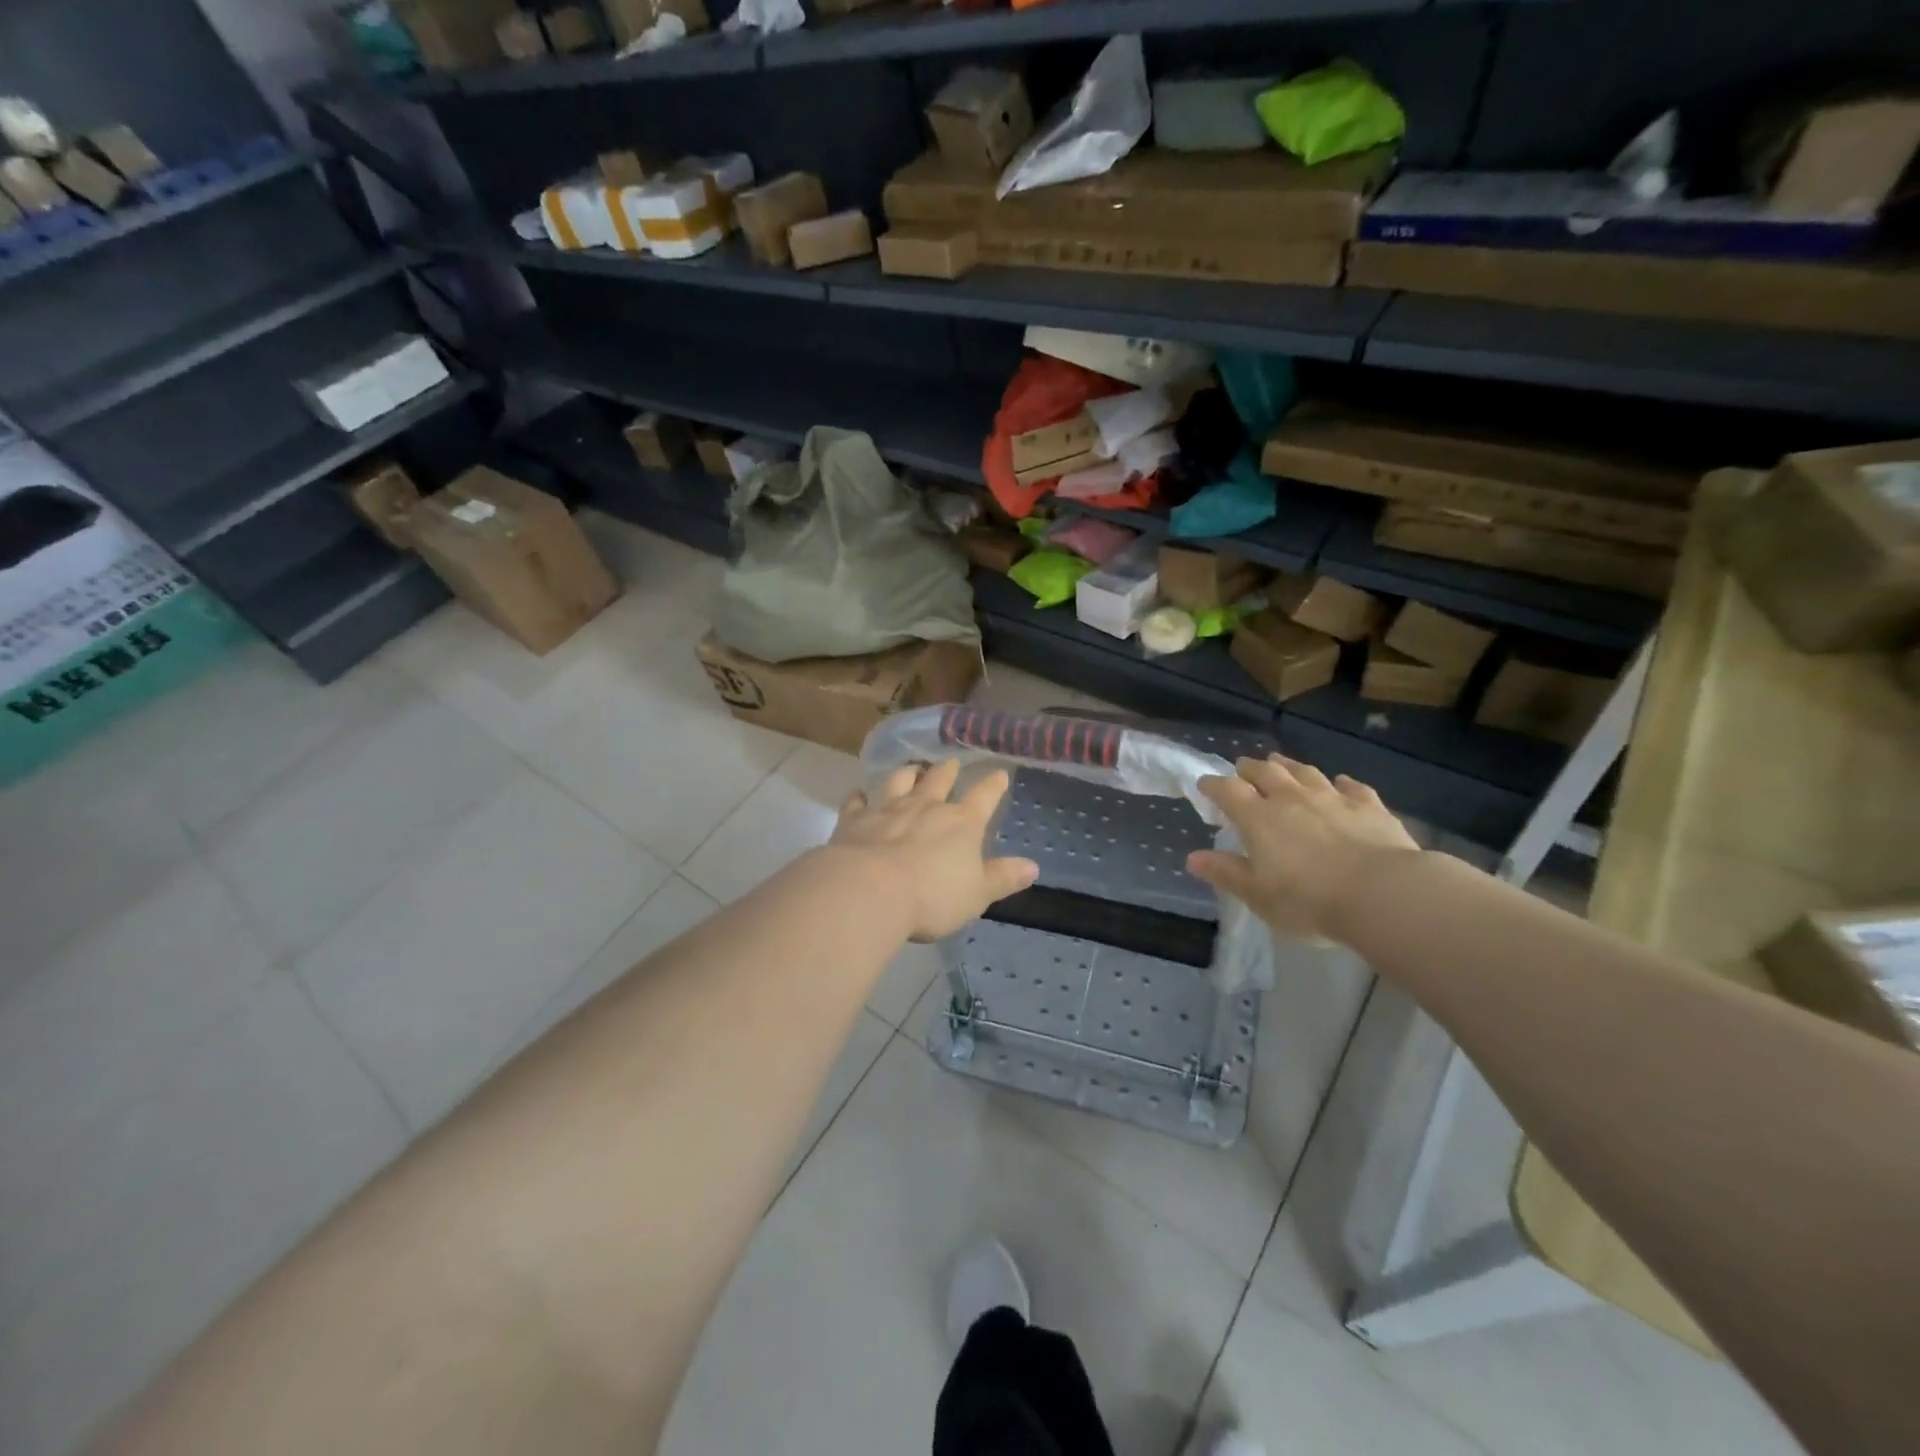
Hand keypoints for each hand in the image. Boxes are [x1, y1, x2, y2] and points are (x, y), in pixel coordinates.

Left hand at [829, 760, 1039, 941]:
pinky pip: (856, 801)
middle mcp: (926, 806)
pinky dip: (858, 796)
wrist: (869, 892)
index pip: (984, 796)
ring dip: (907, 773)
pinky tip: (858, 794)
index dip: (993, 784)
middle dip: (948, 770)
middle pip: (940, 778)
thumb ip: (1002, 878)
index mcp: (962, 822)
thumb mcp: (977, 894)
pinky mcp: (854, 820)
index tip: (999, 773)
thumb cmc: (932, 897)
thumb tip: (1033, 867)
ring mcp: (887, 808)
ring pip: (900, 780)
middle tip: (951, 763)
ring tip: (911, 769)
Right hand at [1187, 755, 1419, 939]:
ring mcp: (1333, 798)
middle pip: (1266, 772)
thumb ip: (1226, 873)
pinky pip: (1352, 787)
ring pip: (1305, 773)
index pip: (1228, 791)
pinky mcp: (1370, 807)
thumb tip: (1193, 858)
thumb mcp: (1257, 895)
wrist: (1383, 894)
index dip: (1213, 785)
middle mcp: (1291, 799)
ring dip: (1289, 766)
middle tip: (1242, 767)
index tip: (1204, 785)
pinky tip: (1341, 783)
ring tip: (1280, 762)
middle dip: (1250, 768)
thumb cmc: (1309, 900)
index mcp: (1258, 818)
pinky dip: (1342, 783)